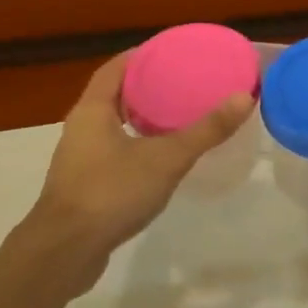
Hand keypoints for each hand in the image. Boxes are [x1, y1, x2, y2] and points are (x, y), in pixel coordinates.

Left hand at [24, 50, 254, 289]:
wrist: (63, 256)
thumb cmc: (111, 193)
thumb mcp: (166, 158)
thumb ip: (206, 130)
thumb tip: (244, 97)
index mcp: (92, 110)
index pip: (115, 68)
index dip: (141, 55)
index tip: (171, 51)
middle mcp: (80, 129)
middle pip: (113, 95)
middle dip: (146, 86)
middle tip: (182, 81)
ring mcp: (78, 160)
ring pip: (112, 126)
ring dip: (140, 117)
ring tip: (176, 114)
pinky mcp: (82, 188)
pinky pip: (111, 152)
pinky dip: (134, 145)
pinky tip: (159, 157)